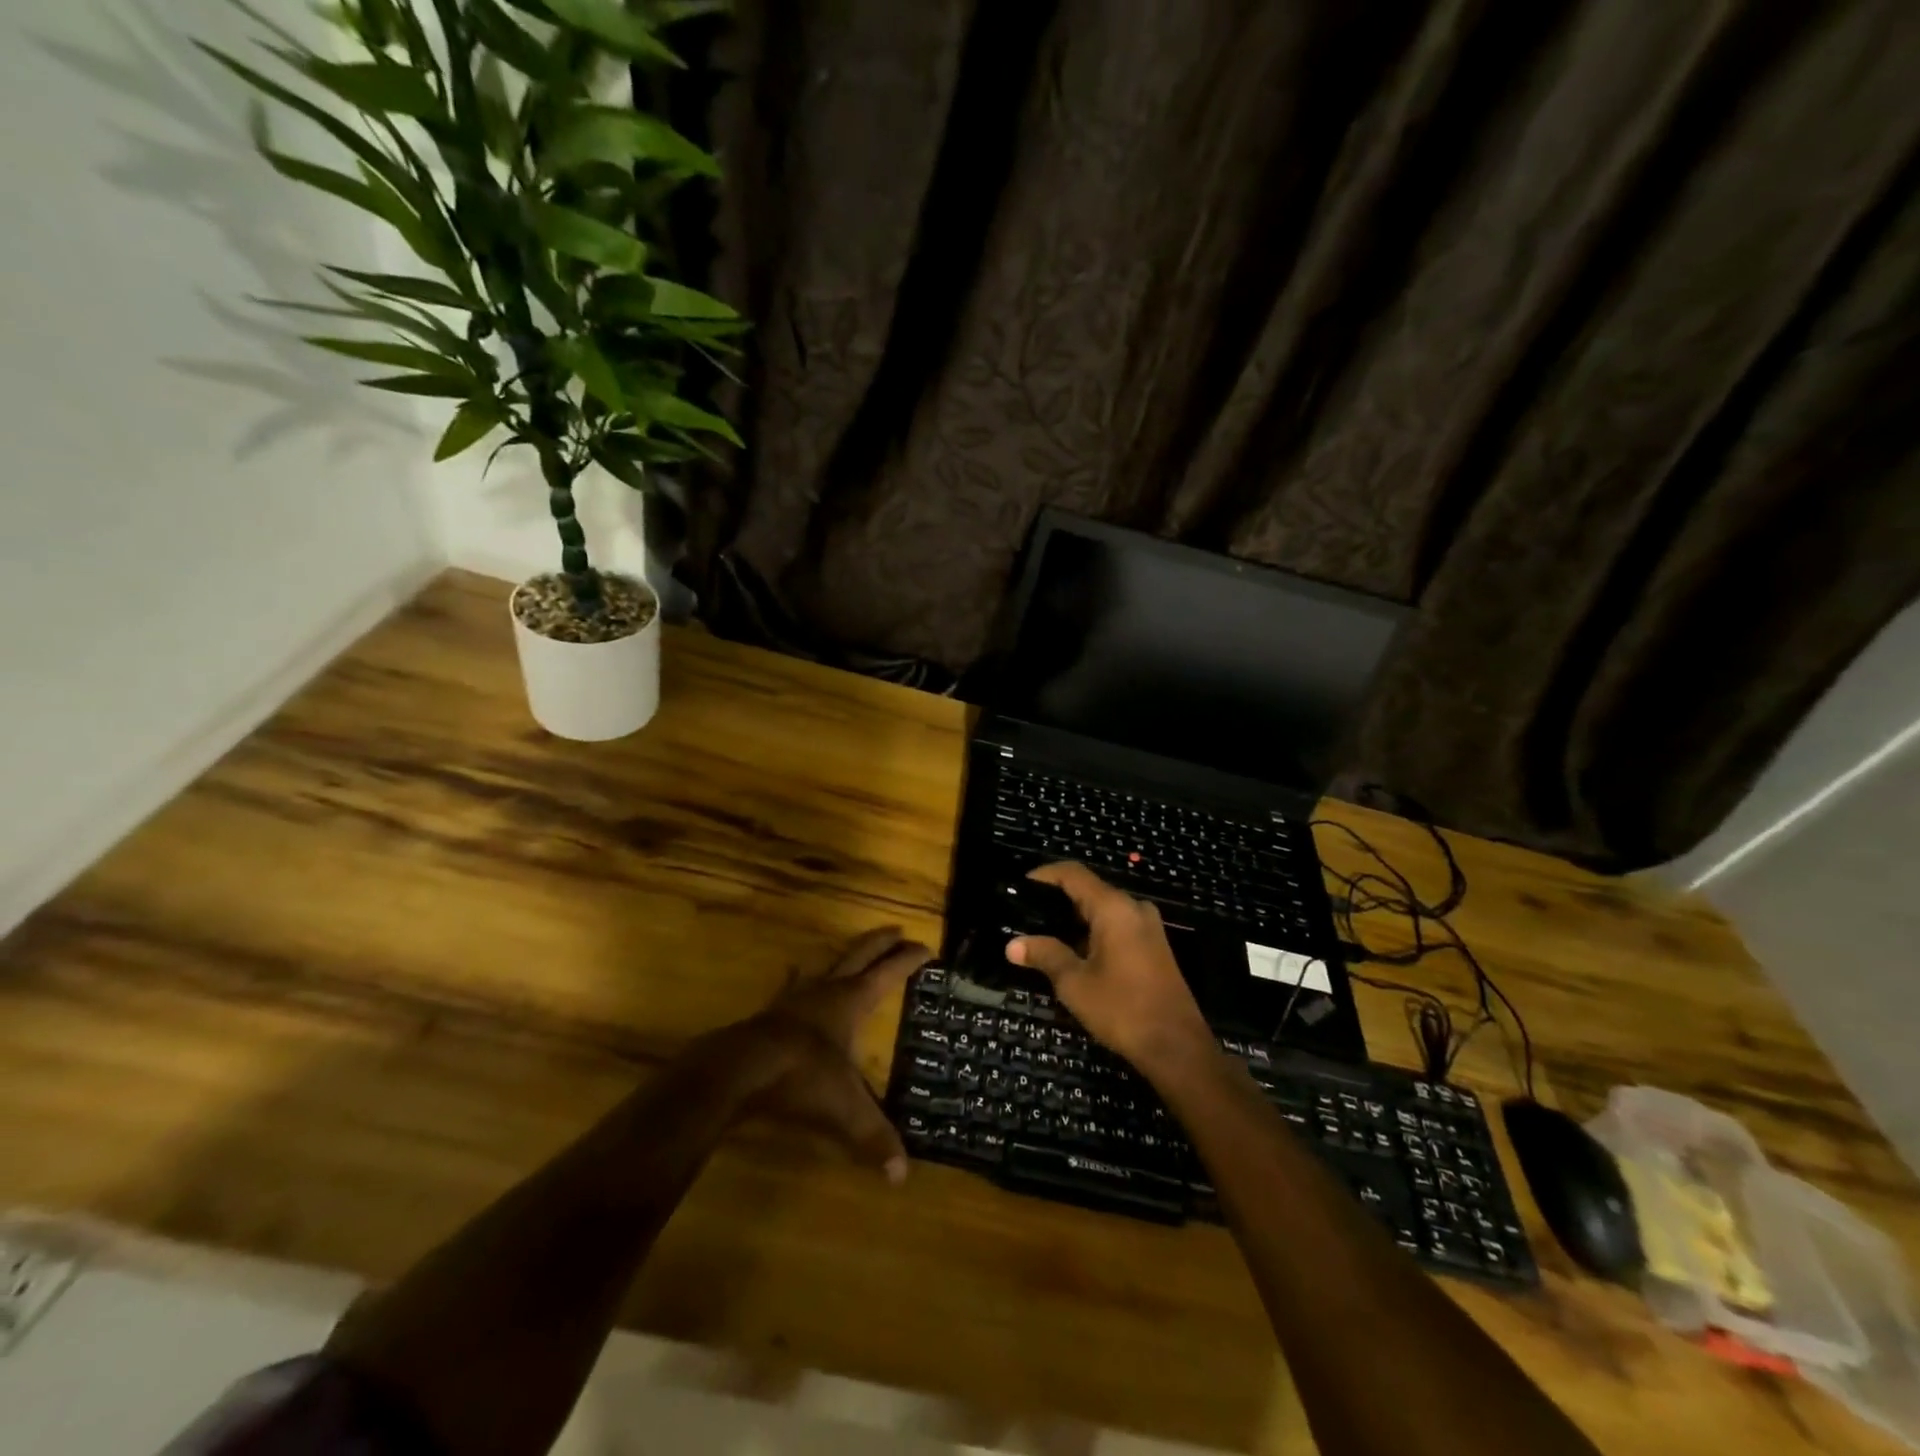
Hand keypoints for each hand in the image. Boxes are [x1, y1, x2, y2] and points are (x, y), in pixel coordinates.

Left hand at [716, 927, 928, 1181]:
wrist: (740, 1069)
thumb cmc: (802, 1077)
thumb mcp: (845, 1109)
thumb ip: (874, 1137)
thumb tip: (902, 1176)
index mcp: (852, 1001)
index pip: (889, 972)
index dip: (909, 959)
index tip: (928, 948)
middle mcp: (827, 990)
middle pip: (860, 954)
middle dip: (882, 942)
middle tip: (898, 931)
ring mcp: (797, 997)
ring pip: (827, 964)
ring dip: (845, 955)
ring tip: (853, 950)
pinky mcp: (772, 1011)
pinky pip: (792, 985)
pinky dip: (799, 977)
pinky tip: (795, 973)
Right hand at [1006, 864, 1214, 1080]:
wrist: (1177, 1047)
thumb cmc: (1122, 1009)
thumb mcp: (1074, 983)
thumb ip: (1044, 955)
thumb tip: (1012, 945)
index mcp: (1114, 908)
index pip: (1073, 874)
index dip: (1044, 875)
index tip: (1020, 885)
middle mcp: (1133, 908)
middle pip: (1089, 889)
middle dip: (1056, 900)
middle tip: (1025, 915)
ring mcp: (1148, 926)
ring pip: (1103, 909)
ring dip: (1075, 919)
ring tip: (1043, 934)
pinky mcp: (1154, 945)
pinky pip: (1117, 925)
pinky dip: (1093, 931)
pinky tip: (1073, 952)